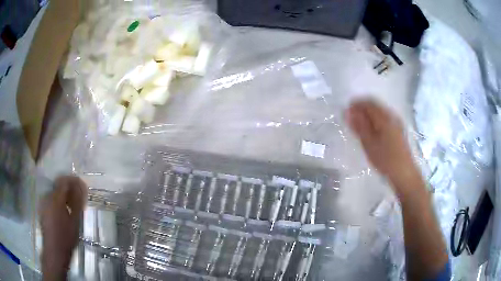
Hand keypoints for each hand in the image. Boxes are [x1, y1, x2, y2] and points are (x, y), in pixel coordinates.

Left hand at [39, 176, 86, 279]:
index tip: (81, 185)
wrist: (54, 251)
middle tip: (77, 196)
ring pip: (54, 192)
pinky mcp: (42, 209)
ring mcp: (43, 203)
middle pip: (58, 185)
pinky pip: (50, 199)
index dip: (73, 181)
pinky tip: (63, 211)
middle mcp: (47, 197)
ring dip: (63, 195)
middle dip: (69, 188)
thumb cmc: (66, 238)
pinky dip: (58, 201)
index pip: (64, 181)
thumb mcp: (75, 221)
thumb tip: (81, 188)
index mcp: (55, 199)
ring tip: (71, 205)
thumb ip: (77, 203)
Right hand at [346, 100, 418, 188]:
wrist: (404, 173)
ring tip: (359, 125)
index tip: (345, 112)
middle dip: (361, 108)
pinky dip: (375, 120)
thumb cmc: (385, 160)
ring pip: (380, 111)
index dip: (355, 104)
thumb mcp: (369, 144)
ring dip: (368, 114)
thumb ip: (359, 126)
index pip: (368, 103)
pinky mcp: (399, 130)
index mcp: (384, 117)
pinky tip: (371, 131)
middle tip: (351, 119)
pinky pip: (384, 118)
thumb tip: (348, 112)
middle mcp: (391, 116)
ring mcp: (397, 122)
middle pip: (375, 105)